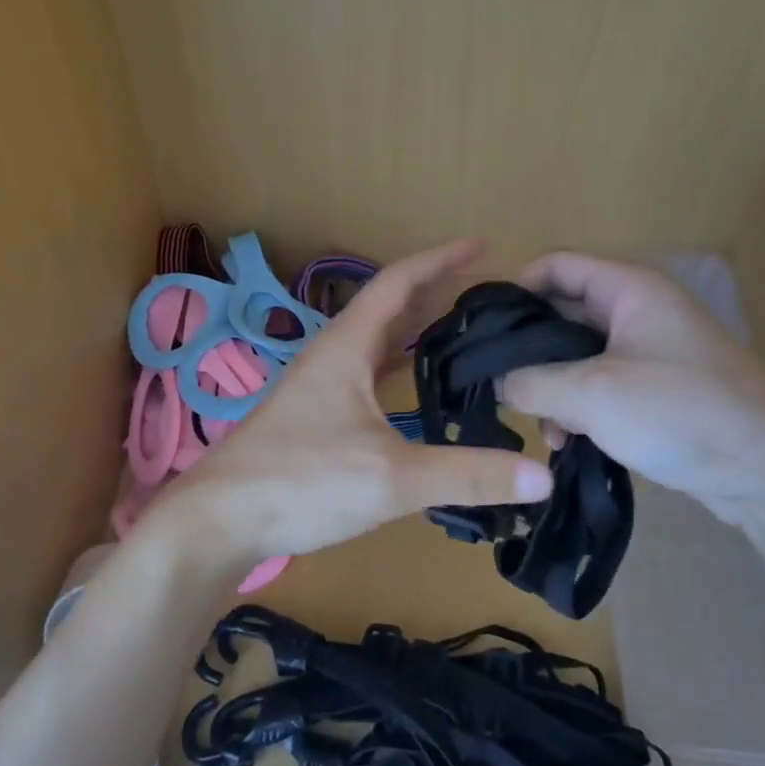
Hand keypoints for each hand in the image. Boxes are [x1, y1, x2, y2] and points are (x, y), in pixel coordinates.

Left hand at [146, 240, 554, 564]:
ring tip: (462, 328)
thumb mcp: (392, 478)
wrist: (220, 520)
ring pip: (377, 342)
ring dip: (417, 328)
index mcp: (347, 346)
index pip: (399, 282)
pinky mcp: (315, 416)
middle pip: (390, 307)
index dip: (441, 260)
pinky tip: (416, 384)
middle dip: (437, 291)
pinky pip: (368, 373)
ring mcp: (320, 386)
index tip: (482, 246)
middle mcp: (332, 355)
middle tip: (487, 291)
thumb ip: (467, 475)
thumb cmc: (302, 482)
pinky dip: (399, 366)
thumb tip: (544, 476)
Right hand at [499, 253, 764, 529]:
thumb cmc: (679, 412)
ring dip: (552, 386)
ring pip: (578, 354)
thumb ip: (529, 382)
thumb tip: (495, 380)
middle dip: (530, 350)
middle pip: (563, 312)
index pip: (556, 265)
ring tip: (541, 426)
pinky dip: (578, 406)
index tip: (484, 330)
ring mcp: (651, 349)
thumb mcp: (590, 395)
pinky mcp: (658, 388)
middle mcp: (640, 309)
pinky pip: (600, 383)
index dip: (515, 289)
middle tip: (501, 384)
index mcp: (629, 288)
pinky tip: (567, 441)